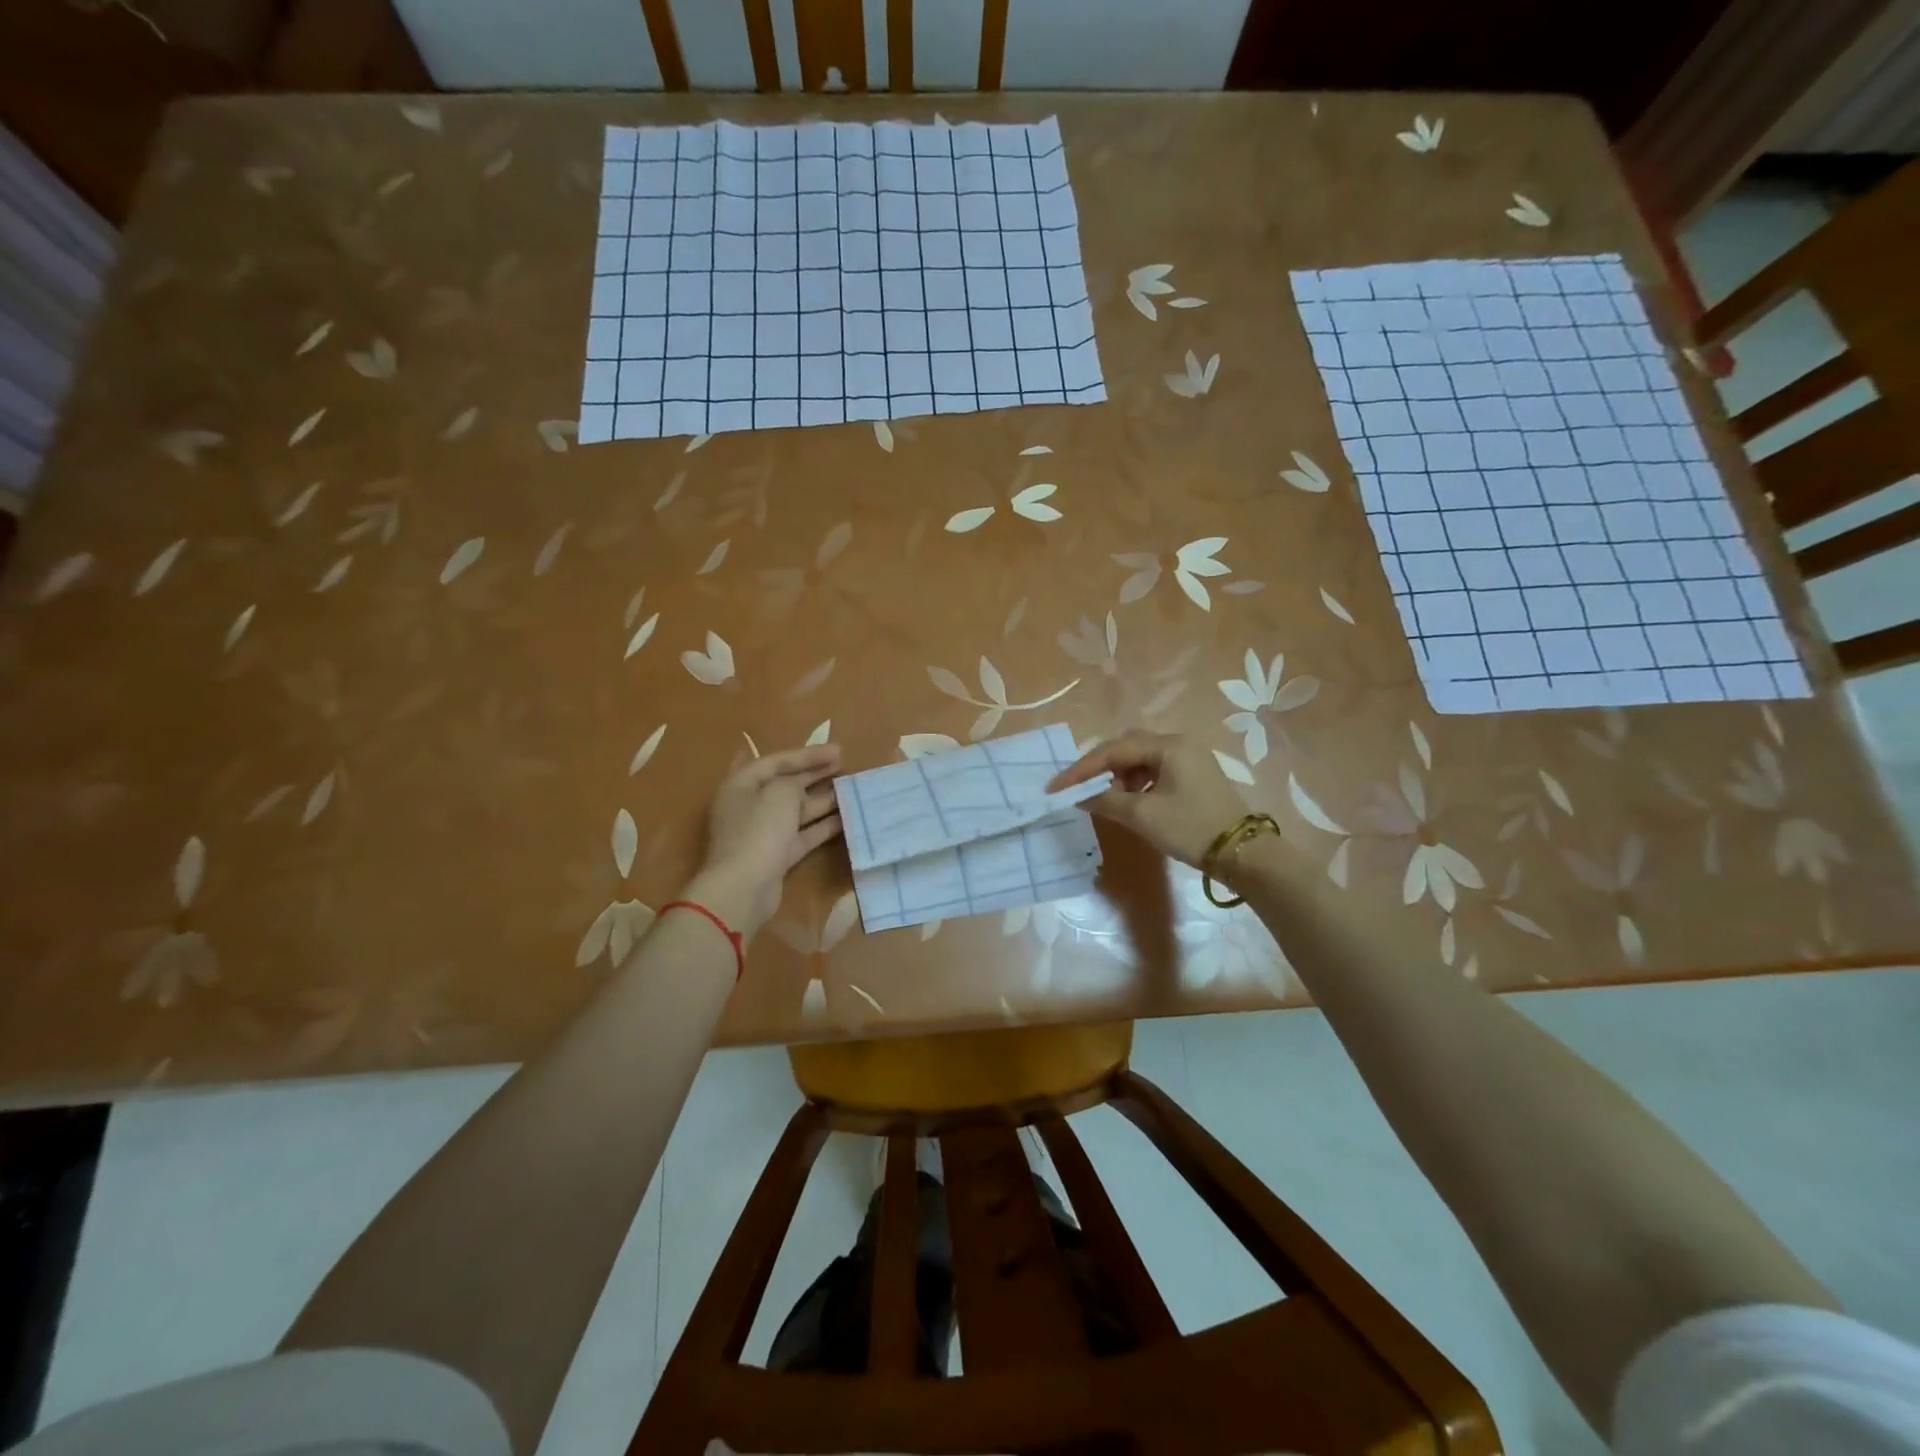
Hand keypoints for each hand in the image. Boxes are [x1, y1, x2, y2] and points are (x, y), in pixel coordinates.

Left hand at [688, 744, 843, 937]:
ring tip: (851, 790)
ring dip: (823, 800)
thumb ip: (794, 782)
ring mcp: (763, 832)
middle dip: (816, 775)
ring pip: (797, 810)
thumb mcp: (780, 794)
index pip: (777, 762)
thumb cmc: (759, 831)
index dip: (808, 755)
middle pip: (786, 785)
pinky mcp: (777, 855)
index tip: (839, 751)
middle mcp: (750, 806)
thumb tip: (801, 790)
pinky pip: (803, 834)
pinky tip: (846, 818)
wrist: (744, 888)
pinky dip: (822, 826)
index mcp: (741, 785)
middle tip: (845, 767)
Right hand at [1048, 730, 1250, 874]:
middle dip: (1099, 768)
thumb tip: (1078, 796)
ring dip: (1118, 777)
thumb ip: (1105, 801)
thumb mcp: (1143, 815)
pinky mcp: (1193, 776)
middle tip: (1077, 788)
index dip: (1081, 768)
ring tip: (1105, 799)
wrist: (1244, 854)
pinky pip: (1154, 771)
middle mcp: (1178, 744)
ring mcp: (1188, 759)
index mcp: (1168, 746)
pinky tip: (1128, 801)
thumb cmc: (1191, 828)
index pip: (1113, 750)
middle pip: (1126, 747)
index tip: (1056, 786)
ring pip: (1140, 760)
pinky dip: (1135, 784)